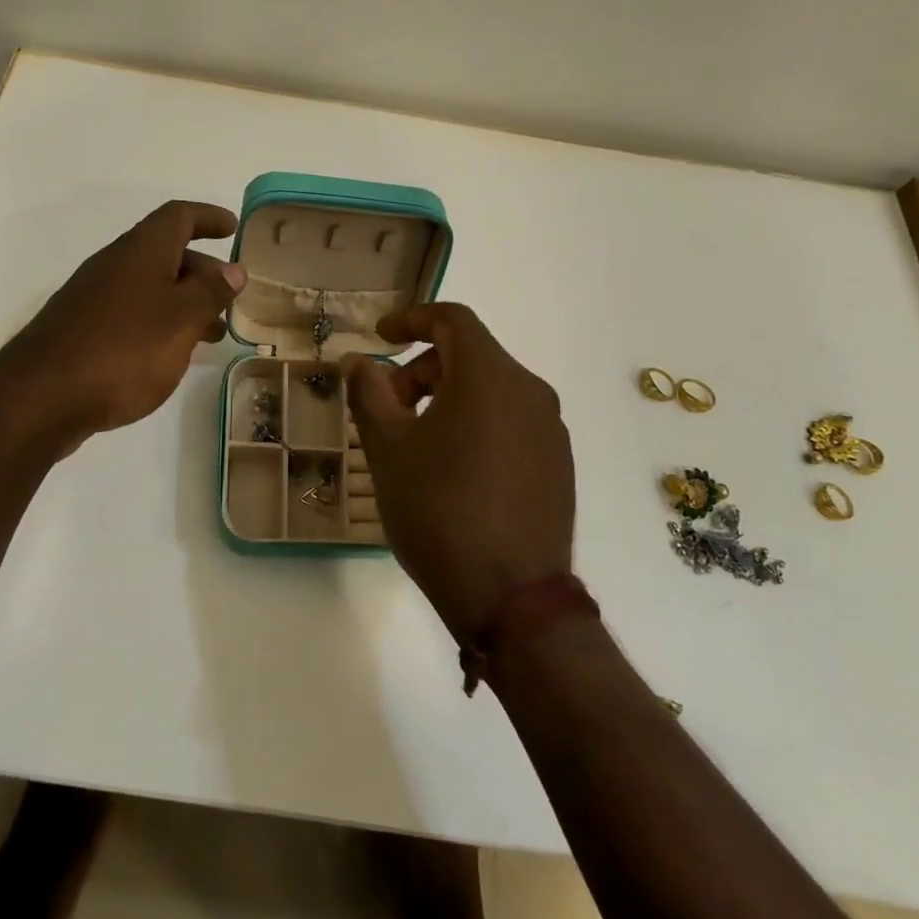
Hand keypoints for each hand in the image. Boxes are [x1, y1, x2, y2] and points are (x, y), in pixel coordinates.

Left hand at [0, 201, 245, 451]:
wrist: (41, 398)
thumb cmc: (124, 350)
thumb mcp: (180, 319)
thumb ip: (210, 292)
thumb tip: (233, 269)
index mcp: (141, 251)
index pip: (178, 217)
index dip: (208, 217)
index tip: (233, 228)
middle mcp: (115, 265)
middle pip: (166, 253)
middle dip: (203, 270)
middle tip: (230, 297)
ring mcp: (95, 298)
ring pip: (150, 287)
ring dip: (184, 302)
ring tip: (212, 334)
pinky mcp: (83, 330)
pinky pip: (133, 313)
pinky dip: (160, 322)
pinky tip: (170, 354)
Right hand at [341, 304, 574, 642]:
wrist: (512, 599)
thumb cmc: (439, 511)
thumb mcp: (388, 449)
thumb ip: (370, 393)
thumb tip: (359, 361)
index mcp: (491, 376)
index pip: (452, 319)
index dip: (411, 319)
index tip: (380, 337)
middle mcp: (530, 391)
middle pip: (470, 356)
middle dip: (422, 370)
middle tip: (388, 410)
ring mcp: (551, 429)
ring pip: (492, 390)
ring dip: (448, 398)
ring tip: (416, 445)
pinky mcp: (559, 464)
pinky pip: (511, 422)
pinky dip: (477, 424)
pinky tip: (454, 471)